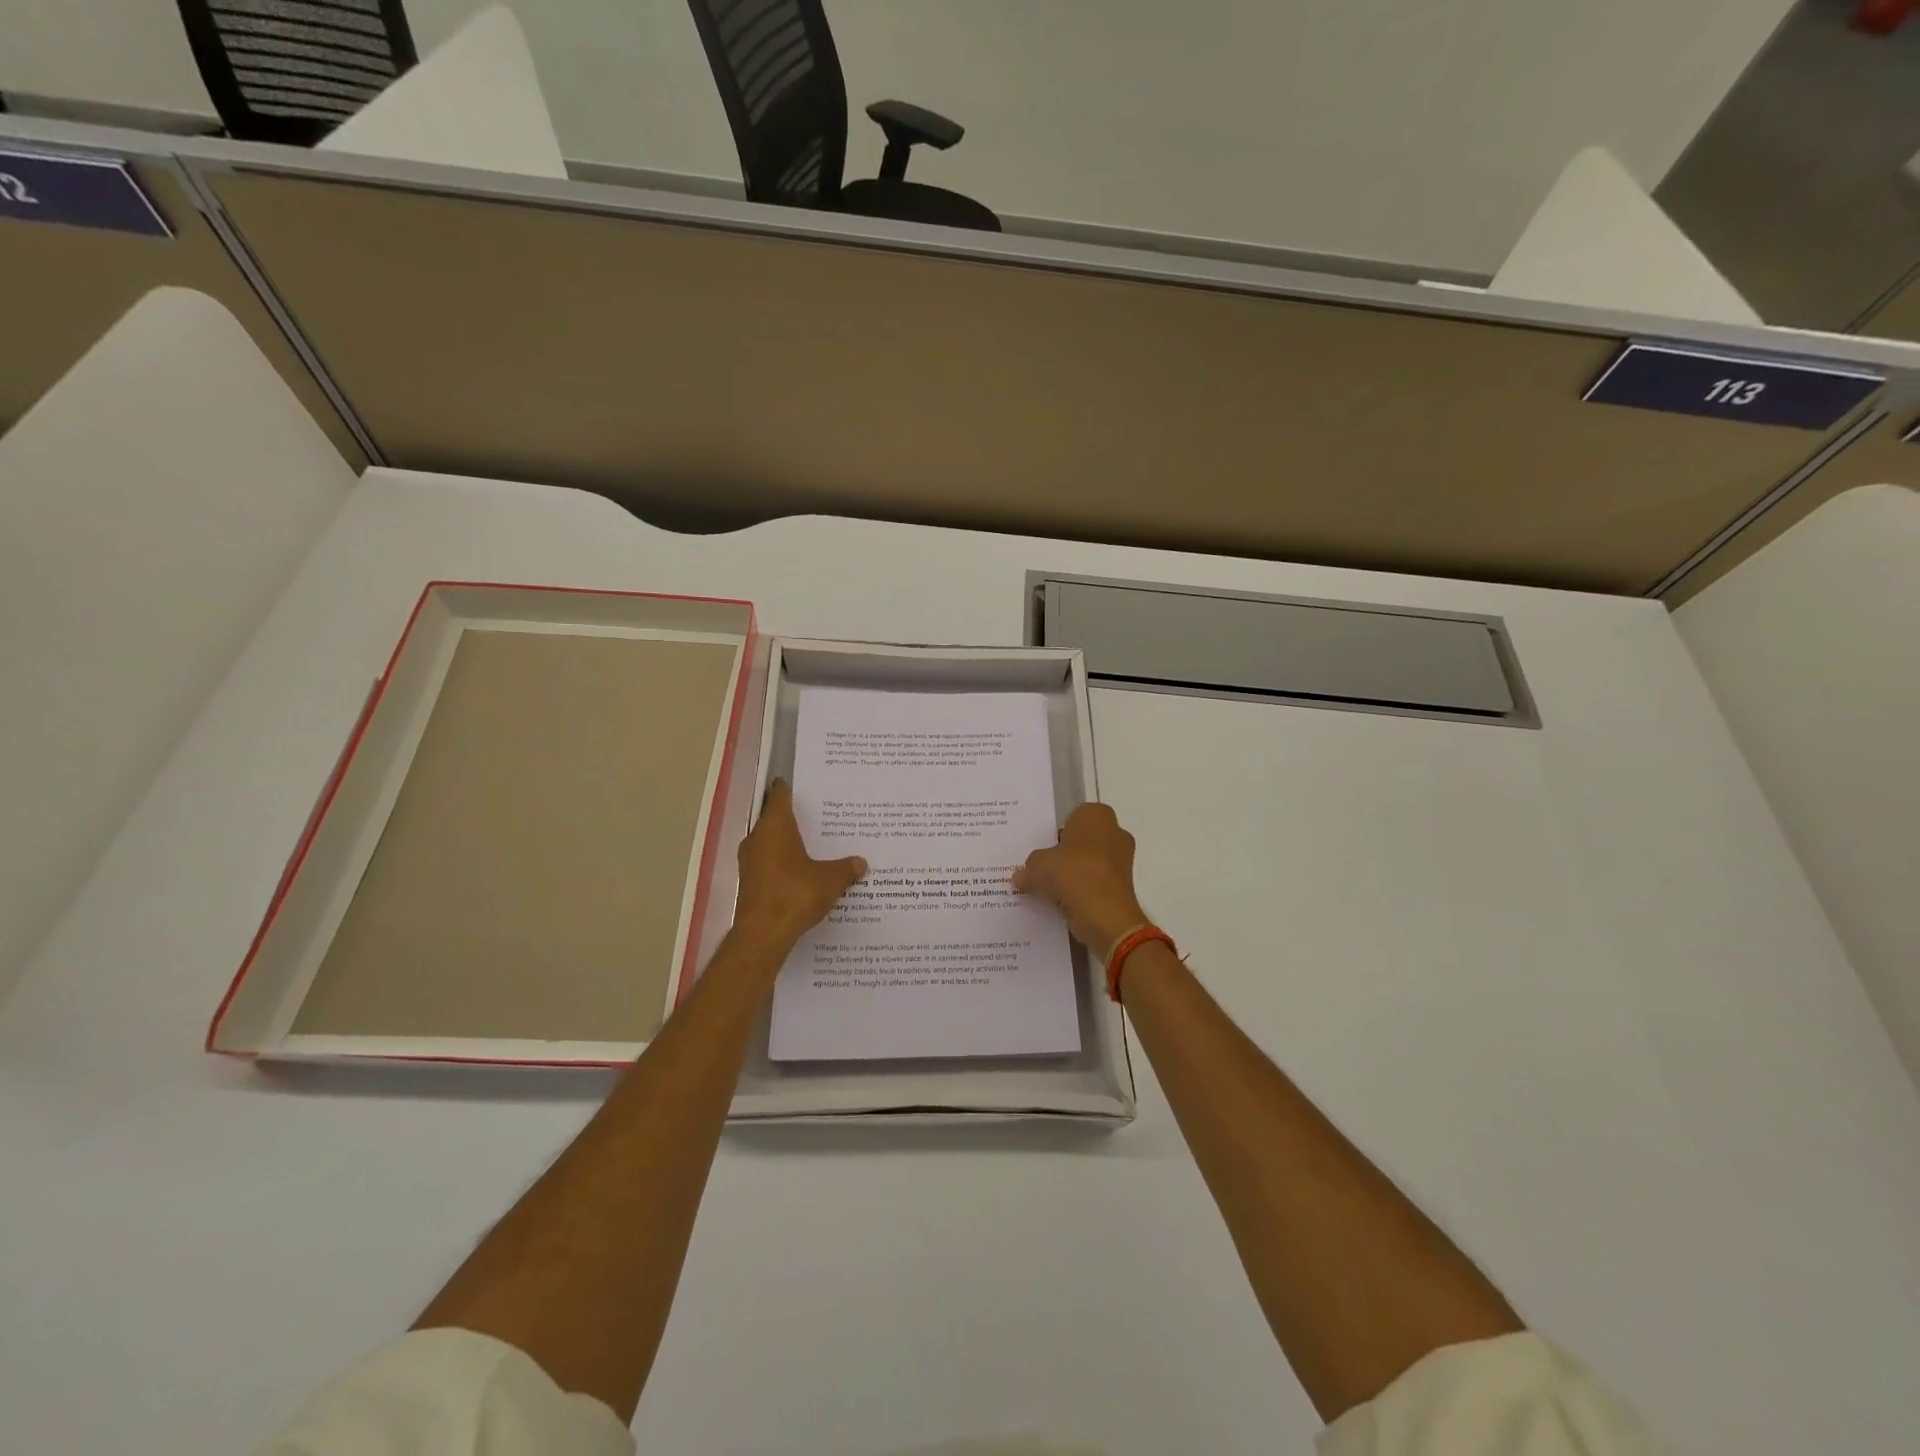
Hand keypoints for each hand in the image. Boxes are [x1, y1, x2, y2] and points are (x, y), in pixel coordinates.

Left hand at [733, 780, 866, 951]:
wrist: (763, 934)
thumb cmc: (795, 894)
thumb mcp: (830, 880)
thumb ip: (846, 868)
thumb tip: (861, 863)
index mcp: (775, 826)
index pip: (779, 795)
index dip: (789, 788)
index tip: (801, 783)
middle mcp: (758, 838)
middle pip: (774, 819)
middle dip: (794, 817)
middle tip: (819, 815)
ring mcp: (750, 861)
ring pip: (770, 843)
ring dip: (788, 843)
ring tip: (814, 844)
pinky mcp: (750, 882)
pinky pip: (769, 864)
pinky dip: (783, 863)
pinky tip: (802, 872)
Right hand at [1012, 803, 1148, 958]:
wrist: (1105, 915)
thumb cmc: (1072, 874)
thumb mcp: (1037, 865)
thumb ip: (1028, 868)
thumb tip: (1020, 877)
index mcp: (1097, 816)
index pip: (1073, 817)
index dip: (1056, 832)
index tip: (1042, 847)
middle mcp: (1115, 833)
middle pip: (1082, 841)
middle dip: (1065, 854)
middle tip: (1041, 867)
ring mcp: (1122, 861)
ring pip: (1090, 864)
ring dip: (1073, 875)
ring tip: (1048, 888)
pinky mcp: (1123, 888)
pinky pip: (1095, 884)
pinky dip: (1082, 892)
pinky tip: (1062, 902)